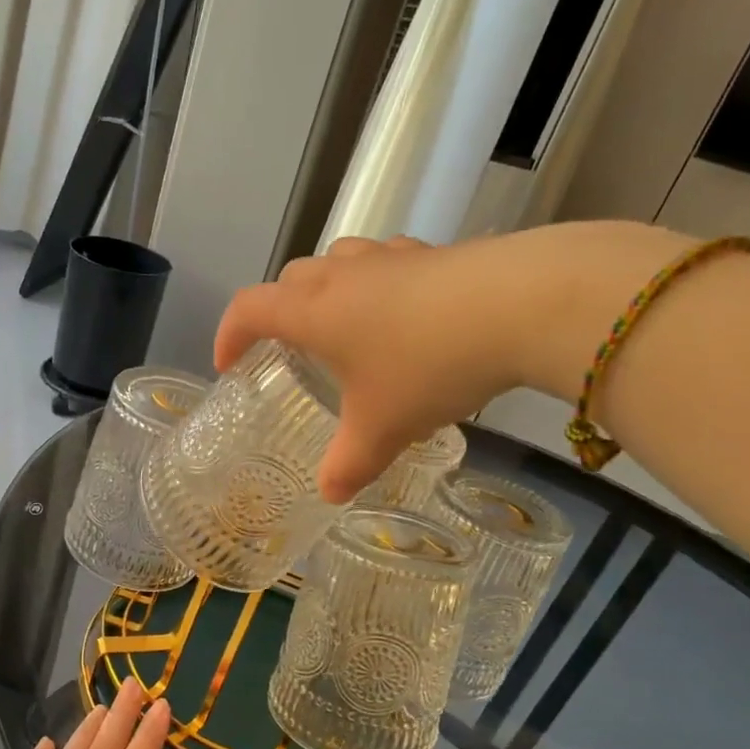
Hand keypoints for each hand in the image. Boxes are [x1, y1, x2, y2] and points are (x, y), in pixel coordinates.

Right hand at [214, 223, 688, 500]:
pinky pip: (389, 263)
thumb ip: (349, 464)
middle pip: (291, 279)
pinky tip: (407, 314)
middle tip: (290, 349)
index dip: (229, 334)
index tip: (229, 365)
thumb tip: (330, 495)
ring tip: (346, 327)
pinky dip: (381, 285)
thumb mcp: (382, 428)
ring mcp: (391, 257)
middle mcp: (344, 274)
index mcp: (313, 311)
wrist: (520, 304)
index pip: (249, 309)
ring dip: (329, 289)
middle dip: (279, 311)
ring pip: (341, 261)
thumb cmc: (427, 366)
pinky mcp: (436, 253)